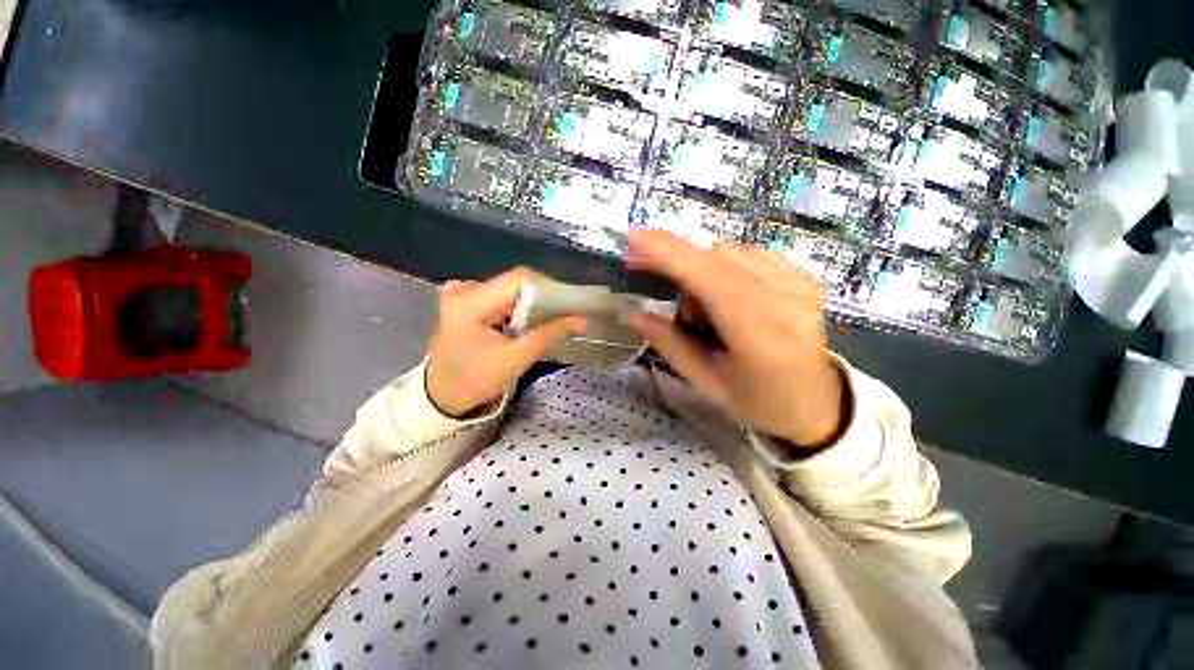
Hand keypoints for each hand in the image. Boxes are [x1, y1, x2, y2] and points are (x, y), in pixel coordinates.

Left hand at [426, 268, 585, 417]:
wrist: (442, 395)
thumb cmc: (475, 380)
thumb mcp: (515, 359)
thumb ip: (548, 334)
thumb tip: (581, 319)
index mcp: (469, 301)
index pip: (519, 279)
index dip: (549, 288)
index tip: (569, 305)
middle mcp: (464, 289)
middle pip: (515, 282)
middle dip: (543, 297)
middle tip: (565, 314)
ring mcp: (463, 294)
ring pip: (511, 289)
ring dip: (533, 303)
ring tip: (551, 319)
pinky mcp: (467, 301)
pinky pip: (502, 296)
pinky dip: (520, 307)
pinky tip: (529, 322)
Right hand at [625, 230, 846, 447]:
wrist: (816, 404)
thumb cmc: (757, 402)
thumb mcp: (706, 382)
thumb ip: (670, 344)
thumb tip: (632, 314)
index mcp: (762, 336)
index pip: (712, 279)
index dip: (672, 254)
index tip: (635, 237)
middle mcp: (787, 301)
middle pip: (718, 257)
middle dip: (678, 264)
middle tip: (648, 277)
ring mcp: (801, 285)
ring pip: (731, 252)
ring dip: (702, 272)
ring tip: (701, 311)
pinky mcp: (805, 277)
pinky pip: (750, 255)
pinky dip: (724, 269)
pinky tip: (725, 296)